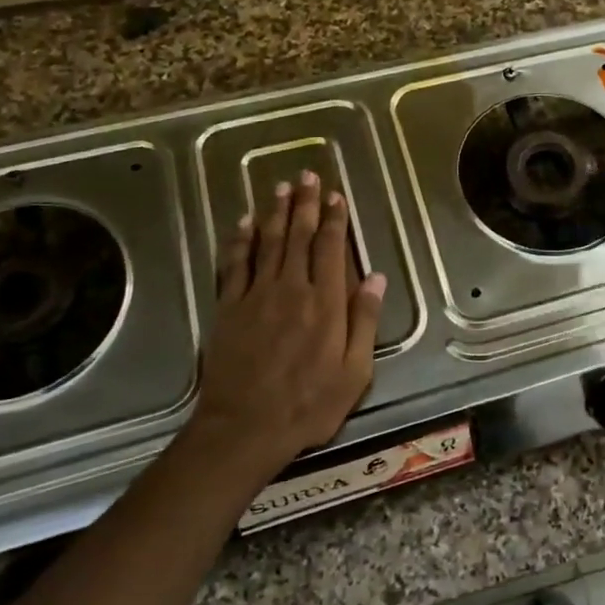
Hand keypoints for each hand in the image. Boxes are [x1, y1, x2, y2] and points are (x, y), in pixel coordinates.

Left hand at [188, 171, 384, 480]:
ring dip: (275, 213)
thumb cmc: (308, 405)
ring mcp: (256, 296)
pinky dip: (240, 241)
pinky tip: (244, 223)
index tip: (336, 196)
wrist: (244, 428)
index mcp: (326, 304)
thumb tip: (375, 278)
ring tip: (281, 187)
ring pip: (268, 243)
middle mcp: (291, 289)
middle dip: (305, 204)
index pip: (331, 249)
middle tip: (307, 175)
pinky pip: (235, 265)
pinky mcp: (228, 309)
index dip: (335, 219)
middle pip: (298, 237)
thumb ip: (363, 321)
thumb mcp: (354, 372)